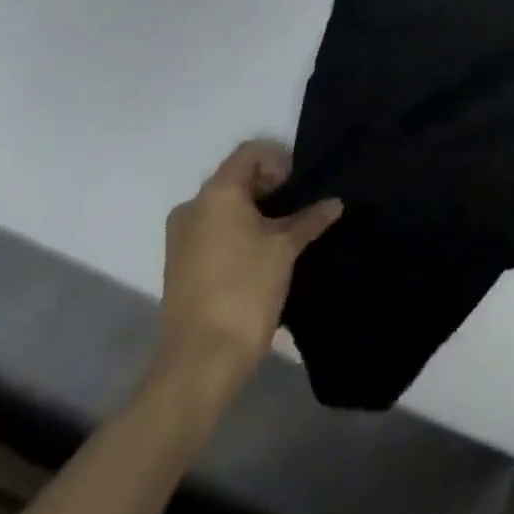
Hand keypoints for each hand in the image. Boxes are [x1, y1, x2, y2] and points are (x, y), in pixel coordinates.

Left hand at [150, 140, 341, 393]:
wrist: (200, 361)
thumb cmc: (245, 290)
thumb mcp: (285, 249)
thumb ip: (310, 219)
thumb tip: (335, 202)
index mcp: (216, 193)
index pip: (250, 153)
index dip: (279, 161)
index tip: (299, 187)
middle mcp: (193, 206)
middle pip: (236, 178)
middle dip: (269, 188)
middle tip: (297, 211)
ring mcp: (181, 237)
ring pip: (223, 207)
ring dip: (253, 212)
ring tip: (282, 237)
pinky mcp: (179, 264)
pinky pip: (212, 231)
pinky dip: (236, 233)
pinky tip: (259, 258)